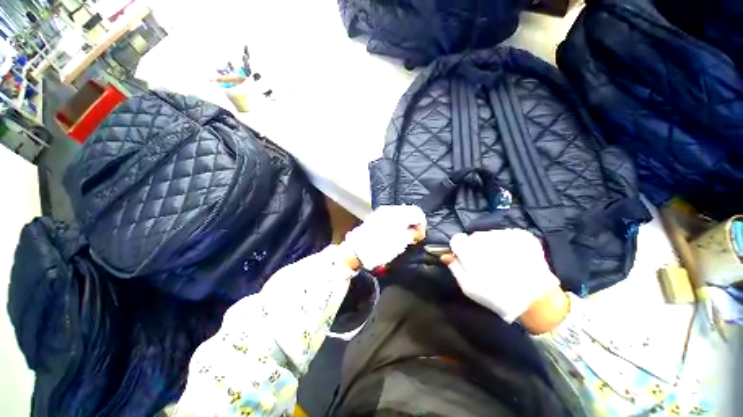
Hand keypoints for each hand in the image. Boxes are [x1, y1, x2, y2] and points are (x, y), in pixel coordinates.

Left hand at [341, 205, 425, 269]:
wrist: (356, 251)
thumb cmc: (380, 247)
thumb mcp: (401, 243)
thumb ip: (412, 234)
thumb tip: (416, 230)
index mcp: (398, 214)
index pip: (417, 212)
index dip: (422, 225)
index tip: (420, 237)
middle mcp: (390, 209)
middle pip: (408, 211)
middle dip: (413, 223)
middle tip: (413, 237)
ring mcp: (380, 212)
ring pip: (399, 214)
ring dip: (404, 224)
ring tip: (403, 237)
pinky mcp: (374, 217)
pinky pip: (390, 217)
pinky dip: (395, 224)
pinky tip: (393, 234)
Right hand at [442, 229, 564, 328]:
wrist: (536, 301)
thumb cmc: (497, 296)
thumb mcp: (468, 287)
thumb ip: (454, 268)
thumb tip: (445, 255)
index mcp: (470, 250)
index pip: (457, 239)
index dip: (460, 250)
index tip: (467, 260)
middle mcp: (486, 238)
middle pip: (473, 237)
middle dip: (476, 247)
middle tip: (487, 264)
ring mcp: (505, 235)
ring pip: (490, 235)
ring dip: (492, 245)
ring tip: (503, 262)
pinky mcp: (522, 235)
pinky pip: (507, 235)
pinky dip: (507, 244)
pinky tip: (514, 257)